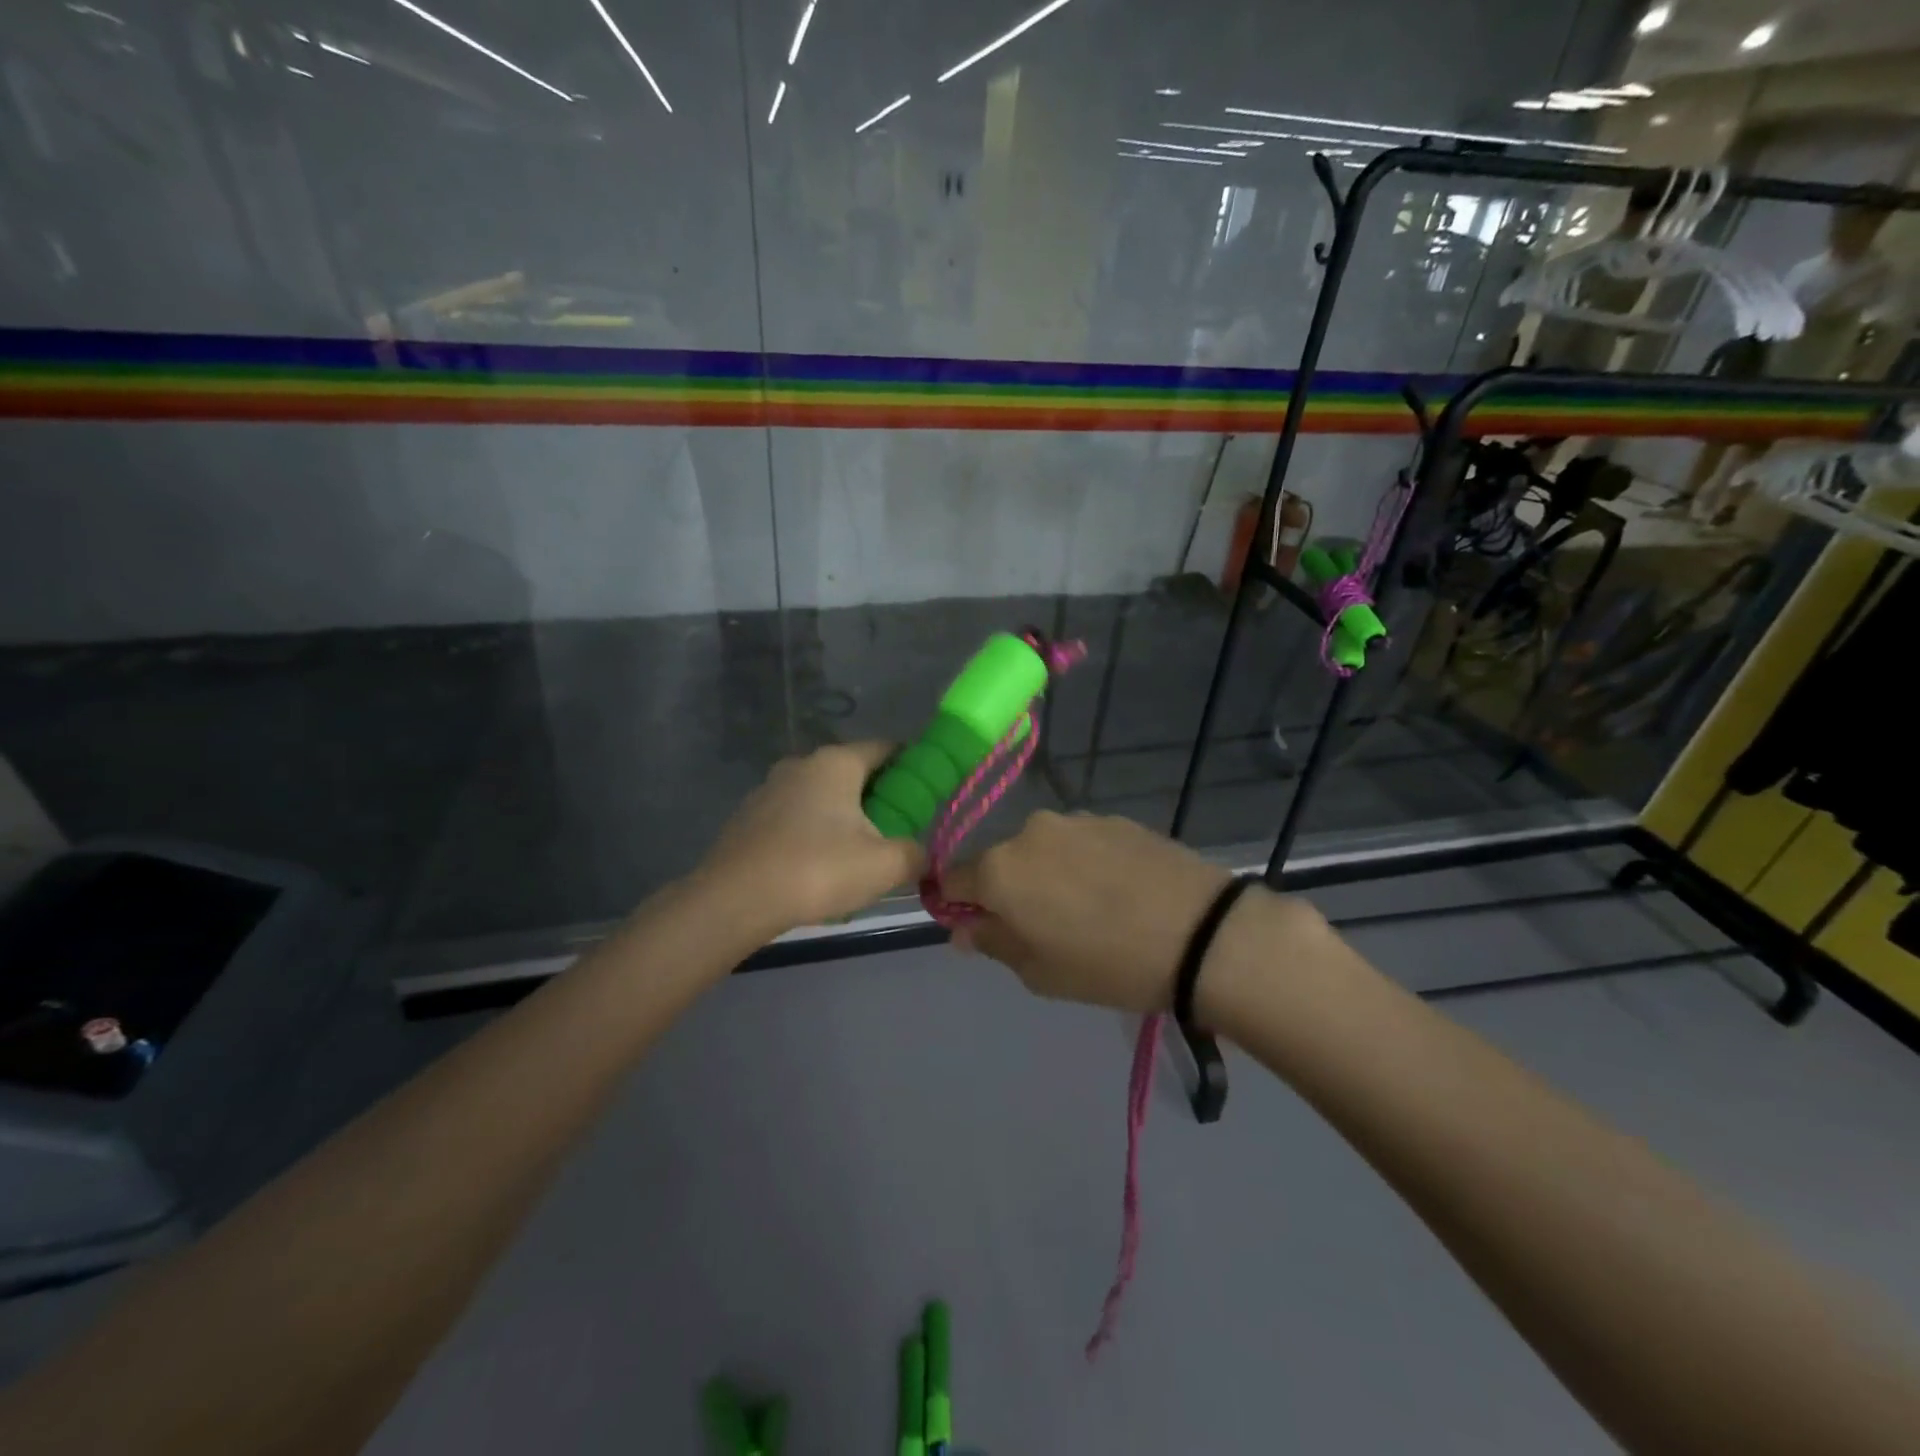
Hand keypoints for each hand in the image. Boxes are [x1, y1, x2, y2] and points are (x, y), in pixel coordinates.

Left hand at [699, 742, 924, 933]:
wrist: (734, 900)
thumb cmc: (817, 870)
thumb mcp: (884, 866)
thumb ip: (914, 855)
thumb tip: (921, 855)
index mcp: (836, 762)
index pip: (885, 748)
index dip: (911, 765)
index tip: (926, 791)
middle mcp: (801, 764)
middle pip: (852, 772)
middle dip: (878, 797)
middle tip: (897, 830)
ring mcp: (769, 789)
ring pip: (821, 796)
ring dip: (842, 817)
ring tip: (857, 856)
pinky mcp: (748, 817)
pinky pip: (794, 817)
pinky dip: (812, 833)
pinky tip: (816, 869)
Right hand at [942, 812, 1249, 1012]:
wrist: (1200, 934)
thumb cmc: (1108, 964)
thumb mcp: (1039, 973)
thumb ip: (992, 942)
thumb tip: (964, 927)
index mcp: (1000, 869)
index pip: (951, 878)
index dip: (959, 904)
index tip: (984, 927)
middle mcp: (1029, 832)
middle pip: (1001, 861)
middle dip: (1011, 890)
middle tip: (1047, 927)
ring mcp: (1075, 820)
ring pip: (1043, 849)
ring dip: (1050, 873)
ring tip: (1091, 908)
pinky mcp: (1114, 818)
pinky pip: (1081, 842)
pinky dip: (1086, 863)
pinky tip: (1118, 891)